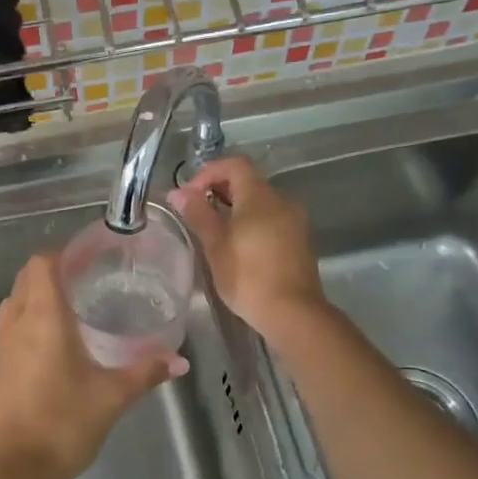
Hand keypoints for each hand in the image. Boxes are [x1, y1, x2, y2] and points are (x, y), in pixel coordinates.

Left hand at [0, 252, 185, 478]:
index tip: (92, 255)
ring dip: (40, 291)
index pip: (42, 263)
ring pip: (17, 297)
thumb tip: (180, 360)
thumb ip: (146, 371)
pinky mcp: (0, 362)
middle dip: (54, 268)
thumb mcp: (113, 395)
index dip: (64, 252)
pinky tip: (59, 335)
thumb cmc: (64, 422)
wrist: (18, 467)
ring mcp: (4, 342)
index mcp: (43, 317)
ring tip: (76, 301)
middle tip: (90, 276)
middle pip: (28, 275)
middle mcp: (18, 321)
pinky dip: (32, 313)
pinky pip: (14, 321)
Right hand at [167, 157, 325, 342]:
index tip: (189, 194)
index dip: (209, 172)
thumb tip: (178, 192)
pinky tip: (237, 246)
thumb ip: (198, 213)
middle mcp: (281, 201)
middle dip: (219, 190)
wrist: (293, 313)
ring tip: (212, 231)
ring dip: (234, 208)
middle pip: (248, 181)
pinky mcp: (299, 241)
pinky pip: (271, 219)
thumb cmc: (248, 276)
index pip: (235, 165)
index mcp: (260, 196)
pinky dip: (251, 222)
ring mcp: (294, 221)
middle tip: (196, 212)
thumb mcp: (215, 245)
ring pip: (260, 202)